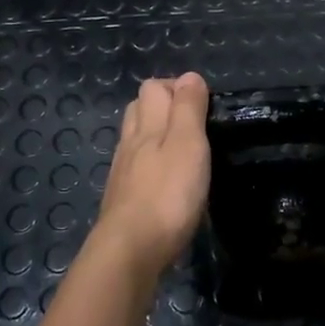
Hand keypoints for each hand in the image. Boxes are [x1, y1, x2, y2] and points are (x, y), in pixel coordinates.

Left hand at [95, 74, 211, 278]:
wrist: (130, 250)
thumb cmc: (167, 194)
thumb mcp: (188, 144)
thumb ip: (188, 109)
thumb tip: (189, 76)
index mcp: (147, 125)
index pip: (153, 88)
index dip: (176, 87)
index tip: (202, 103)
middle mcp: (130, 142)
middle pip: (139, 109)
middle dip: (161, 106)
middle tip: (192, 122)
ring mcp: (122, 172)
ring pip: (134, 139)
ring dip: (153, 135)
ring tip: (180, 149)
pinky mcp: (121, 199)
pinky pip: (134, 168)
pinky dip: (149, 165)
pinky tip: (163, 181)